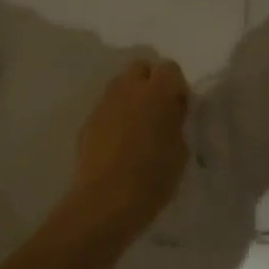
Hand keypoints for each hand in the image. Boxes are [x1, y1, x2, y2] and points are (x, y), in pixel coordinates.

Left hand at [68, 58, 190, 232]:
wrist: (106, 201)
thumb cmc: (152, 178)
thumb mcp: (180, 152)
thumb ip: (176, 124)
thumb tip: (170, 115)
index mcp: (156, 93)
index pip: (170, 68)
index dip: (177, 87)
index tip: (179, 110)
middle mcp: (128, 90)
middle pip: (140, 68)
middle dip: (151, 82)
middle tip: (158, 111)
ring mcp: (104, 104)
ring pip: (120, 85)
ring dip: (131, 97)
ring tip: (138, 127)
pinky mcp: (88, 121)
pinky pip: (106, 108)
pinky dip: (116, 116)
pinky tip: (120, 142)